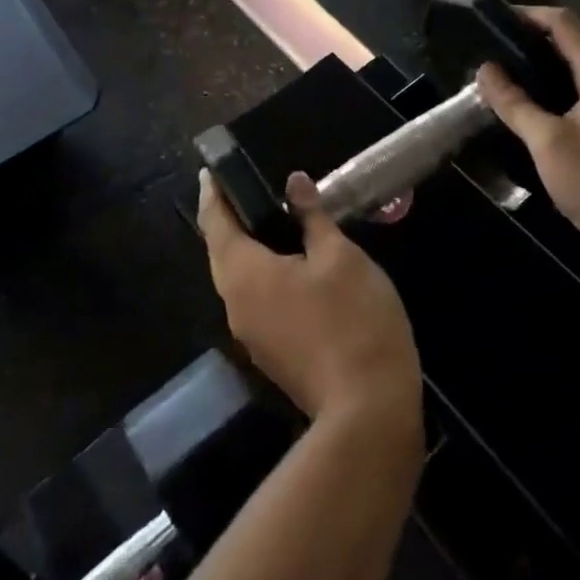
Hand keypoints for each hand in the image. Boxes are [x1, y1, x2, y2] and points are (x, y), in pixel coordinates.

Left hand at [198, 171, 421, 427]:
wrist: (367, 409)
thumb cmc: (353, 319)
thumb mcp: (340, 256)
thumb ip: (312, 217)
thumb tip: (294, 183)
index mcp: (244, 273)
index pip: (215, 222)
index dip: (213, 193)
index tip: (211, 170)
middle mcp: (235, 303)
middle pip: (220, 252)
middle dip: (226, 219)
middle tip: (240, 188)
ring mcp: (250, 333)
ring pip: (236, 278)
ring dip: (243, 247)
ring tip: (264, 219)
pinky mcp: (269, 352)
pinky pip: (253, 298)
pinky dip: (260, 272)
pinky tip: (286, 263)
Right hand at [475, 8, 579, 271]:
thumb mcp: (547, 142)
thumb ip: (515, 103)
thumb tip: (485, 69)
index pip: (566, 25)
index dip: (531, 14)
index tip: (494, 18)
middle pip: (575, 43)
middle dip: (535, 38)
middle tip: (494, 46)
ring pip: (579, 71)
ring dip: (544, 65)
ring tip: (506, 72)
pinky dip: (556, 90)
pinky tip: (532, 107)